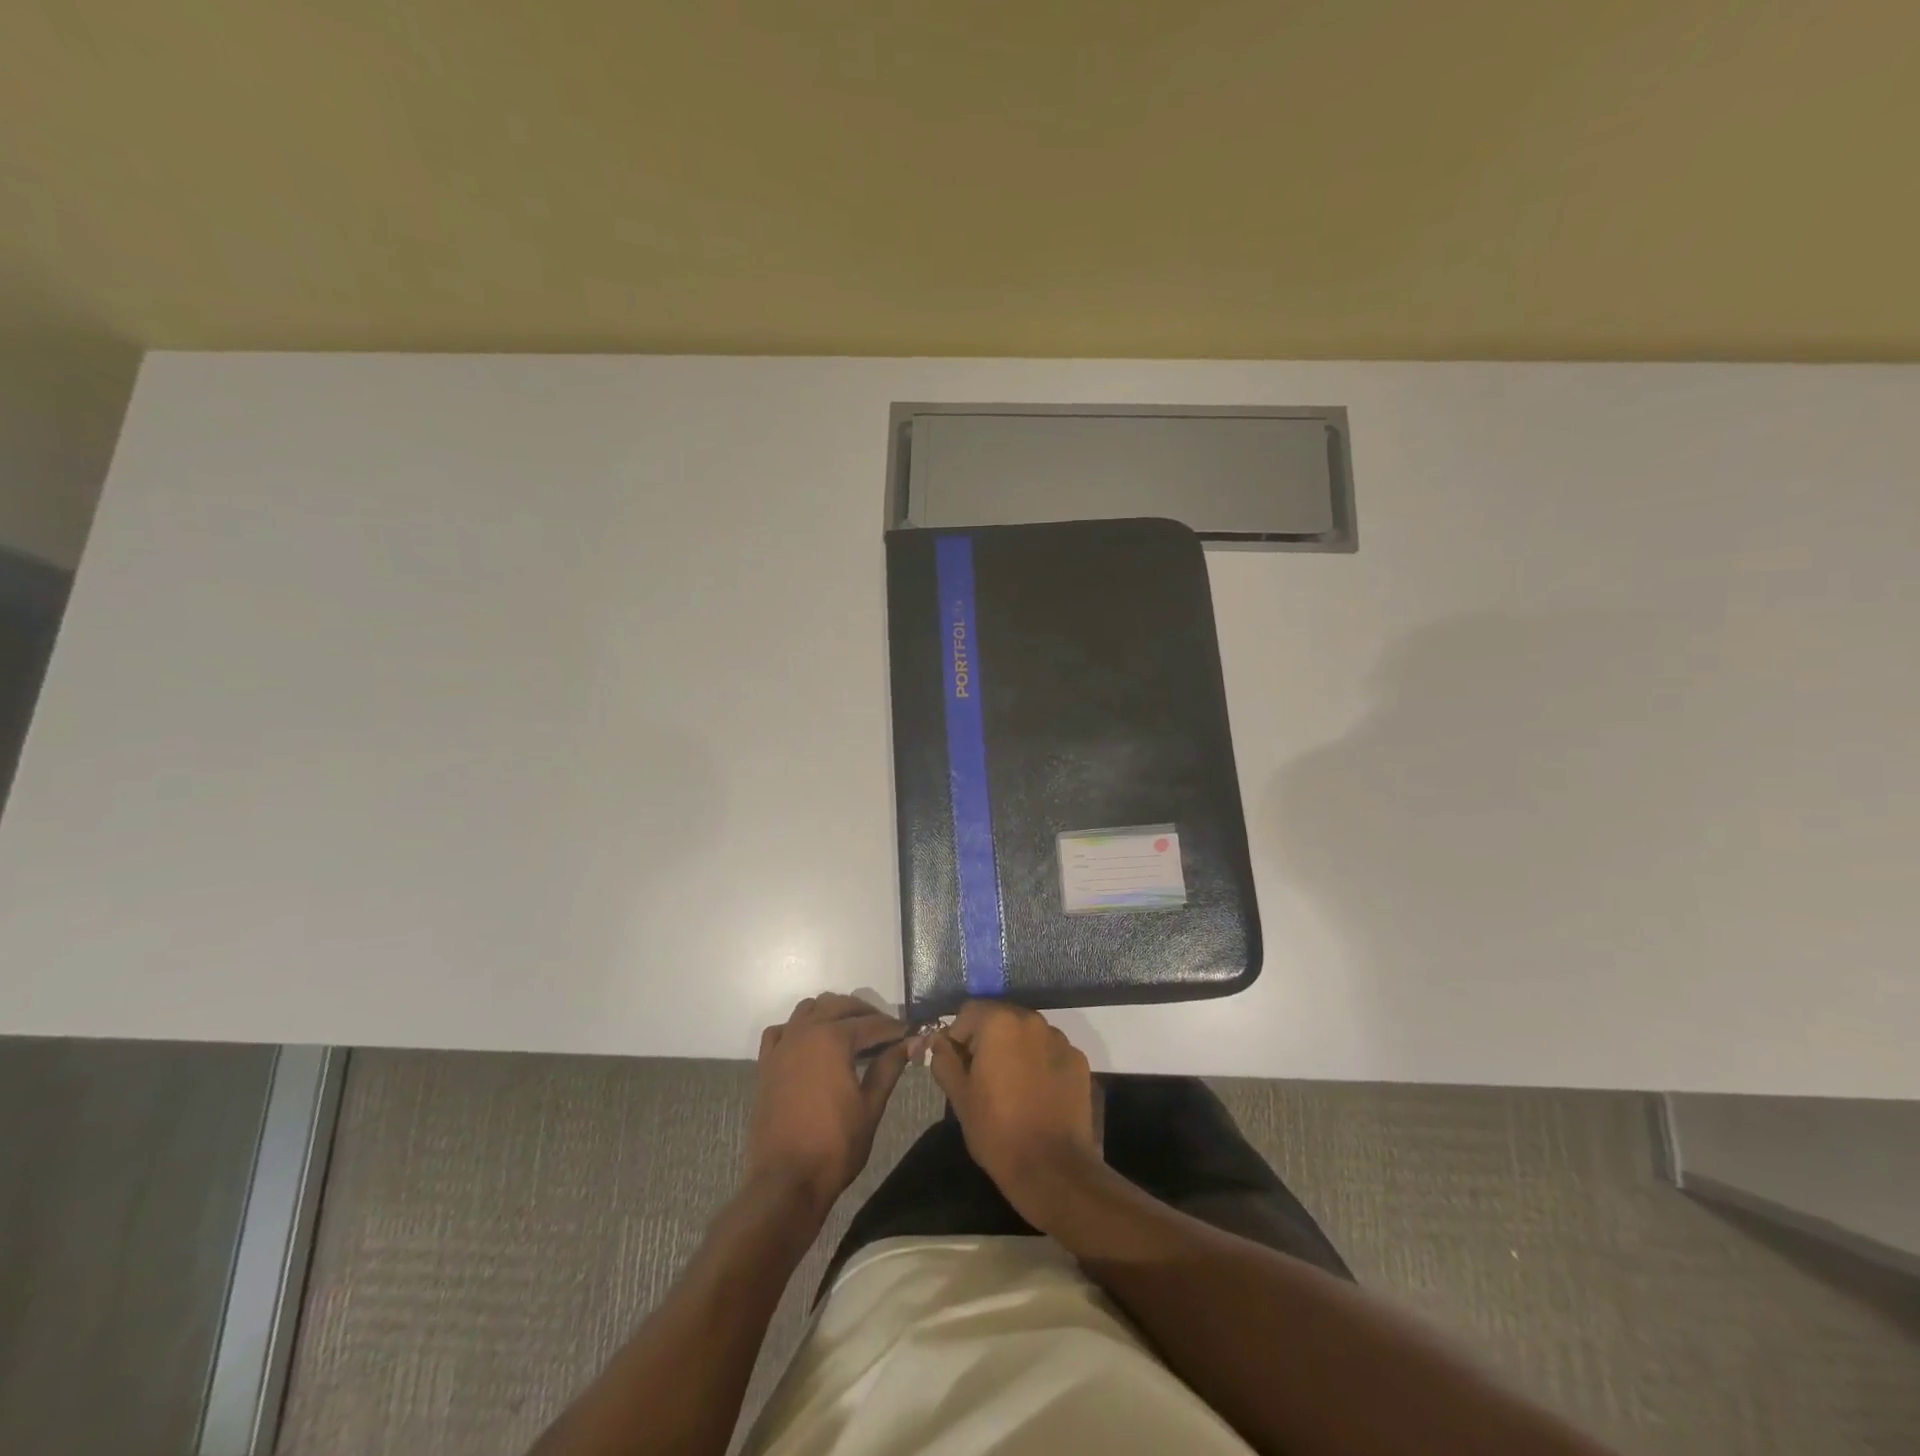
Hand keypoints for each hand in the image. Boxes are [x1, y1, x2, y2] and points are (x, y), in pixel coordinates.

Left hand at [745, 994, 913, 1222]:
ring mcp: (782, 1047)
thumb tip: (912, 1043)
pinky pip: (781, 1031)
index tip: (911, 1033)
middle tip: (886, 1032)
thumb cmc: (834, 1146)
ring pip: (808, 1009)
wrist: (785, 1182)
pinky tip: (810, 1043)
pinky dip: (798, 1028)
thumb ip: (889, 1067)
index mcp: (833, 1039)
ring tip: (851, 1032)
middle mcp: (805, 1032)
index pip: (872, 1023)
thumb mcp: (870, 1106)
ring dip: (832, 1012)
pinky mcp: (766, 1065)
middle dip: (865, 1013)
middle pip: (839, 1005)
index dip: (894, 1028)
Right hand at [929, 1000, 1098, 1226]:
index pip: (969, 1012)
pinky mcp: (1078, 1060)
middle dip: (987, 1040)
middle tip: (981, 1077)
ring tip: (1011, 1087)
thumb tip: (939, 1041)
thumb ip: (944, 1060)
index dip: (957, 1037)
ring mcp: (1060, 1039)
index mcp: (1000, 1023)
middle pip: (1000, 1018)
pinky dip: (1039, 1063)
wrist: (1052, 1169)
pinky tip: (1036, 1094)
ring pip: (1026, 1034)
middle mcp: (1032, 1020)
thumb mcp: (959, 1096)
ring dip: (1014, 1049)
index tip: (958, 1066)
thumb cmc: (997, 1130)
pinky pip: (1049, 1051)